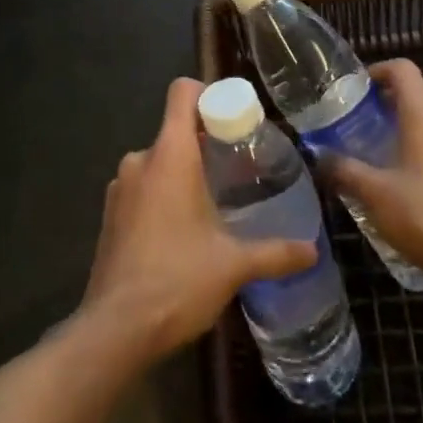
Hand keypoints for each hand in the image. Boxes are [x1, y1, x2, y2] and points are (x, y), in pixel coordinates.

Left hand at [78, 78, 315, 363]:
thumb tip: (312, 250)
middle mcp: (140, 159)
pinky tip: (182, 232)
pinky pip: (142, 188)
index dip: (208, 93)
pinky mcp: (110, 215)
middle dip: (204, 143)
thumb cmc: (177, 280)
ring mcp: (120, 187)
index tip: (233, 118)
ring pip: (158, 162)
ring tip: (213, 203)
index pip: (182, 92)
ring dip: (182, 173)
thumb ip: (274, 252)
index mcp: (170, 154)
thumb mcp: (233, 265)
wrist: (114, 330)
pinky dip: (162, 196)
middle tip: (236, 168)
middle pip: (174, 129)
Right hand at [325, 60, 422, 281]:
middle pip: (421, 94)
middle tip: (366, 125)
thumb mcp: (371, 191)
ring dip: (417, 129)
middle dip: (393, 103)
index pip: (402, 69)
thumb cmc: (420, 213)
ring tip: (392, 155)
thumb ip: (343, 168)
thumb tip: (320, 158)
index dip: (379, 72)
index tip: (359, 91)